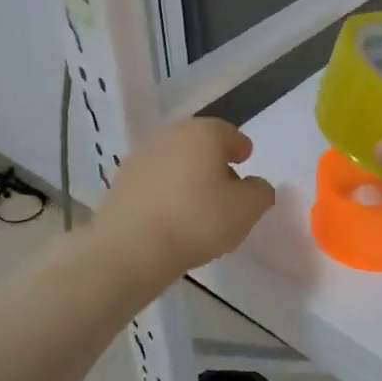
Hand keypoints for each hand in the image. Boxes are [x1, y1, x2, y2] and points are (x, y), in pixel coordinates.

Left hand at [95, 118, 275, 281]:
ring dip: (187, 175)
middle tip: (225, 184)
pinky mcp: (120, 182)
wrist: (130, 247)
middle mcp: (170, 135)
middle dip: (213, 160)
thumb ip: (260, 192)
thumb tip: (255, 186)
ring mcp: (141, 157)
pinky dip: (166, 191)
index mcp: (203, 133)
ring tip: (198, 203)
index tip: (246, 160)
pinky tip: (171, 215)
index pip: (229, 133)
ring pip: (174, 161)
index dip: (240, 147)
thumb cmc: (197, 220)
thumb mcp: (247, 209)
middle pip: (199, 144)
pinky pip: (154, 181)